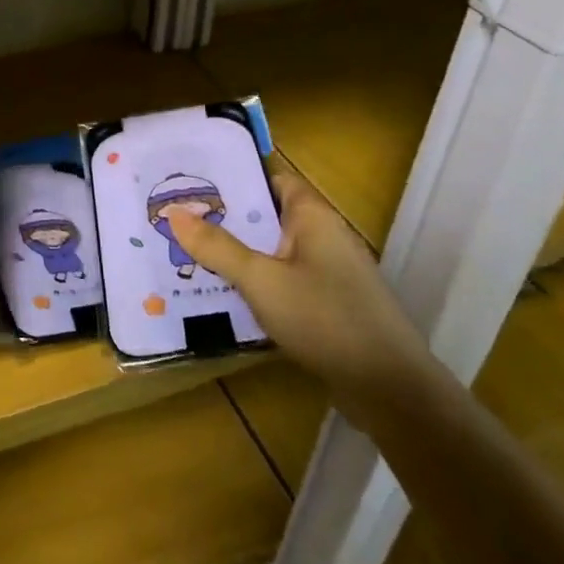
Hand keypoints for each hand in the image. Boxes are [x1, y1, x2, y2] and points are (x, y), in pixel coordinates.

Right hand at [168, 159, 431, 419]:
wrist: (390, 389)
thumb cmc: (325, 319)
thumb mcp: (261, 281)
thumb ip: (217, 247)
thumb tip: (173, 211)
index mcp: (312, 215)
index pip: (270, 177)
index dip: (233, 174)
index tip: (191, 179)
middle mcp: (322, 235)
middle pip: (267, 214)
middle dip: (225, 217)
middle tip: (176, 217)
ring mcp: (328, 272)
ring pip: (272, 250)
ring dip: (237, 252)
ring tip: (187, 252)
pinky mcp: (328, 304)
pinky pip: (283, 280)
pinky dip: (255, 282)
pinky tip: (223, 293)